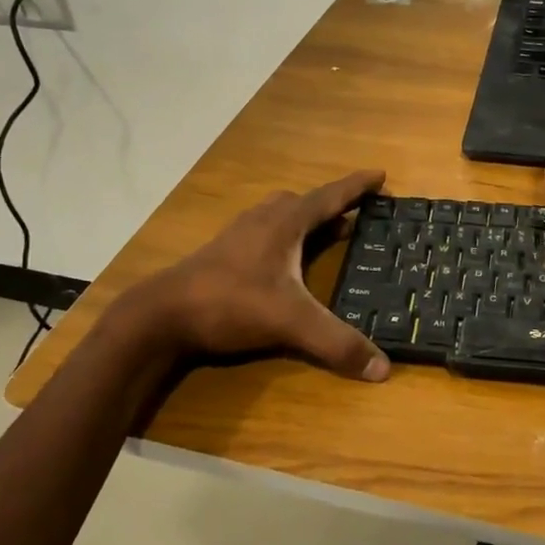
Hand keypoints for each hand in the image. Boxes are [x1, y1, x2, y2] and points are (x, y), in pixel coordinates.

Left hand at [136, 170, 390, 380]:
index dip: (357, 186)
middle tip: (356, 215)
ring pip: (280, 216)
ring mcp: (239, 236)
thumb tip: (383, 369)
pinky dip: (285, 239)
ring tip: (327, 235)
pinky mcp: (223, 254)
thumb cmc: (230, 303)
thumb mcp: (290, 322)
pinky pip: (265, 234)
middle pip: (304, 202)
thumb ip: (336, 343)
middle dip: (332, 205)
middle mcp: (263, 220)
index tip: (380, 174)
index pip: (330, 196)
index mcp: (285, 223)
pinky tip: (284, 263)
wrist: (161, 314)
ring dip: (306, 221)